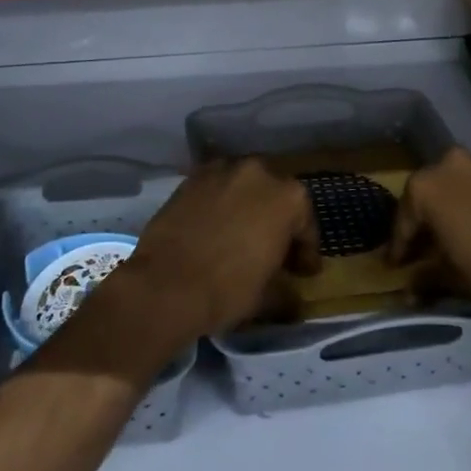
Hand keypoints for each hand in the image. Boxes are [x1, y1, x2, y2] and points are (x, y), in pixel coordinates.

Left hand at [72, 161, 319, 375]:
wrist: (165, 284)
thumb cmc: (228, 288)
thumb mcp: (268, 297)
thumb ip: (288, 291)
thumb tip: (294, 300)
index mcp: (289, 197)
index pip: (305, 225)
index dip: (305, 252)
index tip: (303, 273)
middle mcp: (258, 172)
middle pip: (275, 198)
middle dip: (276, 223)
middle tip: (273, 252)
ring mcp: (221, 170)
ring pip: (243, 189)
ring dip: (247, 209)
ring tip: (240, 238)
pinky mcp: (191, 178)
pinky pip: (215, 190)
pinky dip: (219, 205)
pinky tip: (213, 229)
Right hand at [389, 148, 470, 323]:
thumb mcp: (453, 277)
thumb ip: (426, 278)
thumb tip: (409, 292)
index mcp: (429, 184)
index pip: (405, 218)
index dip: (400, 246)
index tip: (396, 266)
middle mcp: (453, 163)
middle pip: (431, 195)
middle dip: (426, 223)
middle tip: (424, 252)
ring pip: (460, 188)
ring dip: (454, 211)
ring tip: (456, 242)